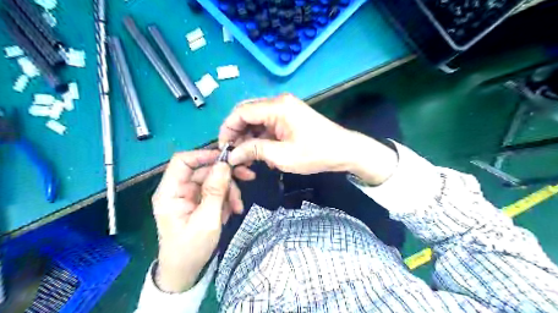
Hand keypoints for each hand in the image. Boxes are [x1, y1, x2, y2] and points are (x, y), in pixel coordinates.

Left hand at [152, 150, 256, 292]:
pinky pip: (216, 191)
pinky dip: (227, 198)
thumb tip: (223, 164)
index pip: (182, 161)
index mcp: (170, 192)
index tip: (227, 159)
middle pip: (204, 170)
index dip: (204, 155)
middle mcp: (179, 190)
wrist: (186, 272)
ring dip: (230, 190)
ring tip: (238, 206)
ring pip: (214, 180)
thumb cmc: (191, 249)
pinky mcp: (199, 202)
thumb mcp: (207, 220)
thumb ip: (215, 191)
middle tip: (248, 177)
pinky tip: (233, 210)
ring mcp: (190, 196)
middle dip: (226, 176)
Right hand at [218, 94, 396, 183]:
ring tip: (247, 158)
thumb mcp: (282, 156)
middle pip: (247, 114)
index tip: (223, 148)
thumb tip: (233, 155)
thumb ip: (254, 151)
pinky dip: (261, 138)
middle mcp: (279, 103)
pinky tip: (261, 153)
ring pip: (257, 121)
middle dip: (237, 134)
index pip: (241, 112)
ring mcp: (285, 109)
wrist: (344, 151)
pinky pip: (268, 125)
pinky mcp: (289, 118)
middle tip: (234, 154)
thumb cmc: (316, 153)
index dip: (228, 129)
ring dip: (249, 138)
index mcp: (277, 107)